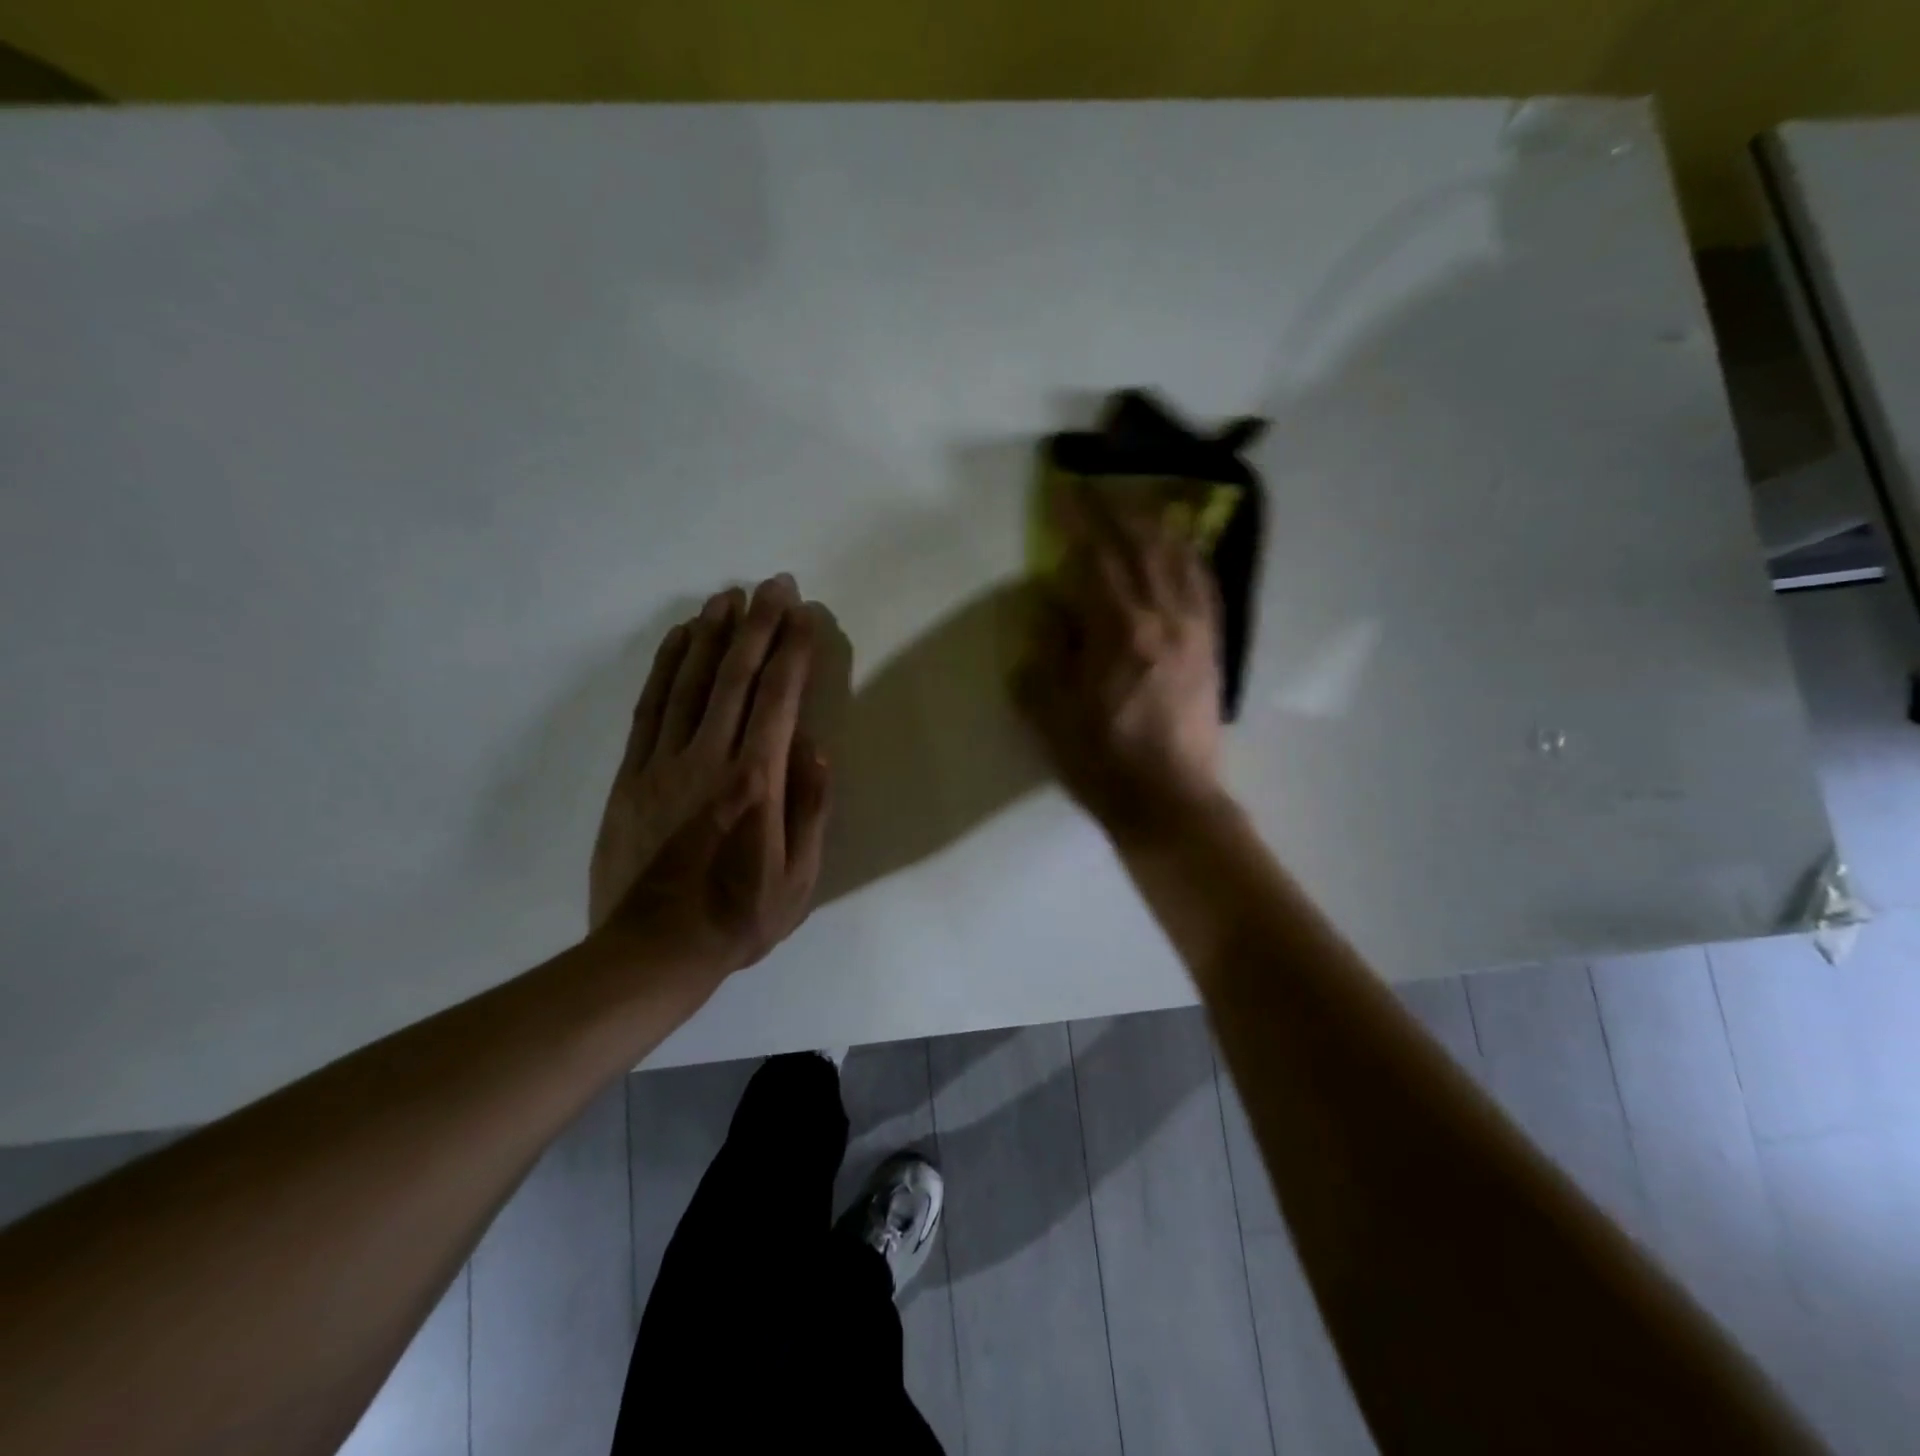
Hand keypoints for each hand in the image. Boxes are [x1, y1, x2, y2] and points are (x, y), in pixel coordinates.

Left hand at [588, 574, 831, 978]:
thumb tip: (815, 748)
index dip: (794, 650)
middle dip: (759, 624)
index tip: (805, 613)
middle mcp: (710, 759)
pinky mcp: (631, 773)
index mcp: (756, 782)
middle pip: (737, 676)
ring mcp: (664, 762)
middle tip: (774, 584)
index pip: (780, 699)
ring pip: (691, 681)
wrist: (650, 953)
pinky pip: (651, 706)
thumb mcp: (799, 879)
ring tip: (729, 595)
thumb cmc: (737, 919)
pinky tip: (681, 638)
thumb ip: (810, 810)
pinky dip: (667, 665)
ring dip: (713, 633)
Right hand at [1014, 483, 1224, 834]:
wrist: (1171, 801)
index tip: (1062, 490)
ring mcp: (1196, 629)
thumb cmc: (1102, 762)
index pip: (1095, 557)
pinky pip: (1205, 585)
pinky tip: (1182, 543)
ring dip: (1155, 522)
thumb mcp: (1051, 713)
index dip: (1077, 520)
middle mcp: (1163, 617)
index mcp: (1119, 632)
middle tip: (1096, 485)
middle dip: (1116, 508)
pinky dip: (1191, 555)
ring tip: (1137, 501)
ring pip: (1178, 557)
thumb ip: (1045, 652)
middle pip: (1141, 545)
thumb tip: (1049, 605)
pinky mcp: (1214, 646)